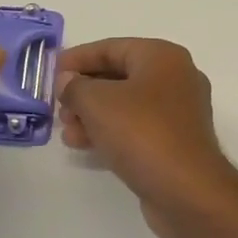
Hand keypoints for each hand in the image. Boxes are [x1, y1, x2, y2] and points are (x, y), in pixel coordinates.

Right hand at [55, 39, 237, 237]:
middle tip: (58, 108)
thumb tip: (68, 81)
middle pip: (119, 76)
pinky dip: (111, 132)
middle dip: (84, 91)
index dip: (78, 58)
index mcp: (163, 57)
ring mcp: (179, 112)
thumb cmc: (142, 133)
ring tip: (67, 132)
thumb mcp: (98, 102)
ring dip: (93, 115)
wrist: (187, 189)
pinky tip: (85, 146)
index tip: (50, 71)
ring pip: (126, 105)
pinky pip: (137, 128)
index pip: (112, 47)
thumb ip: (75, 86)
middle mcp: (176, 78)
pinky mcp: (176, 141)